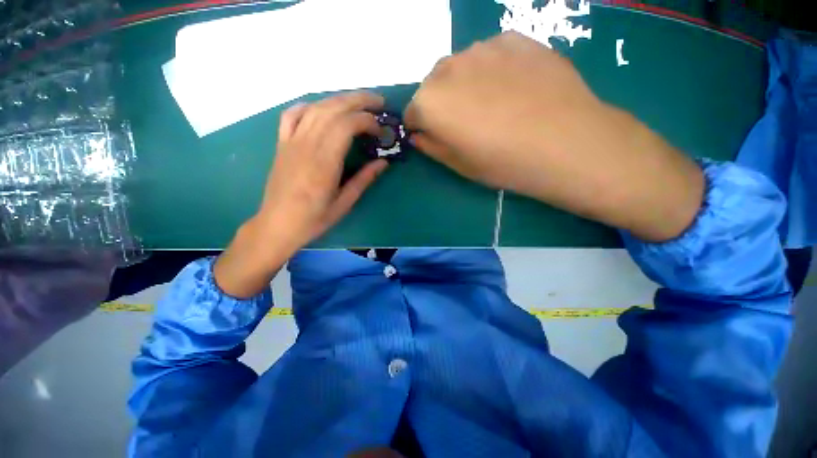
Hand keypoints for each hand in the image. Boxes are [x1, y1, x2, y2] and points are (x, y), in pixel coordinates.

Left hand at [215, 92, 388, 297]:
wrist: (277, 224)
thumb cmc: (314, 218)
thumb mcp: (345, 203)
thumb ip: (364, 179)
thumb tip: (383, 162)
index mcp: (324, 162)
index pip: (346, 125)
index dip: (367, 121)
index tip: (381, 131)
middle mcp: (307, 145)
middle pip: (333, 108)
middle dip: (359, 100)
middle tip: (379, 103)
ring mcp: (291, 141)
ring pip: (316, 107)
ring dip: (340, 99)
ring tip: (359, 102)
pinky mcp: (282, 143)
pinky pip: (292, 115)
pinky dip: (309, 106)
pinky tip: (322, 110)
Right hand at [405, 31, 703, 242]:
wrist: (566, 142)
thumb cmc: (503, 163)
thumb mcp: (458, 165)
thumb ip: (431, 146)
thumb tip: (419, 134)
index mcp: (430, 102)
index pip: (411, 112)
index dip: (422, 127)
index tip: (436, 137)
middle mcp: (448, 67)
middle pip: (432, 86)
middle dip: (440, 103)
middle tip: (467, 122)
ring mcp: (482, 47)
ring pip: (460, 68)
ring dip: (465, 84)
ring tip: (494, 105)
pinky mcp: (514, 39)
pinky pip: (490, 55)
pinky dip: (492, 70)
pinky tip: (514, 88)